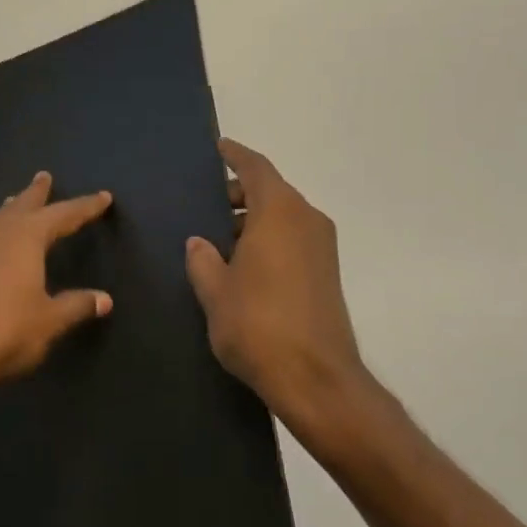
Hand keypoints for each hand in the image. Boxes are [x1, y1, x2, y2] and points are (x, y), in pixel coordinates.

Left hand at [0, 172, 113, 434]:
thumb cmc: (5, 330)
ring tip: (17, 203)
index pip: (64, 215)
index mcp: (26, 237)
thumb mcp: (49, 321)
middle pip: (22, 204)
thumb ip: (76, 306)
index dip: (85, 207)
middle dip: (37, 192)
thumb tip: (105, 299)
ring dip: (11, 208)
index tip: (104, 197)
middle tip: (45, 176)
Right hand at [185, 139, 396, 457]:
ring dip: (253, 219)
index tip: (218, 148)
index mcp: (279, 213)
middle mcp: (306, 220)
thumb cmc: (257, 325)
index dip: (235, 155)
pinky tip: (242, 263)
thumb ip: (203, 260)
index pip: (256, 168)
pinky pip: (293, 239)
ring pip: (283, 216)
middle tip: (204, 204)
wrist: (316, 378)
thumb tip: (199, 242)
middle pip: (271, 191)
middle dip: (239, 193)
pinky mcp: (327, 273)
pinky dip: (268, 238)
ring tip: (217, 238)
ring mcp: (322, 247)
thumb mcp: (215, 291)